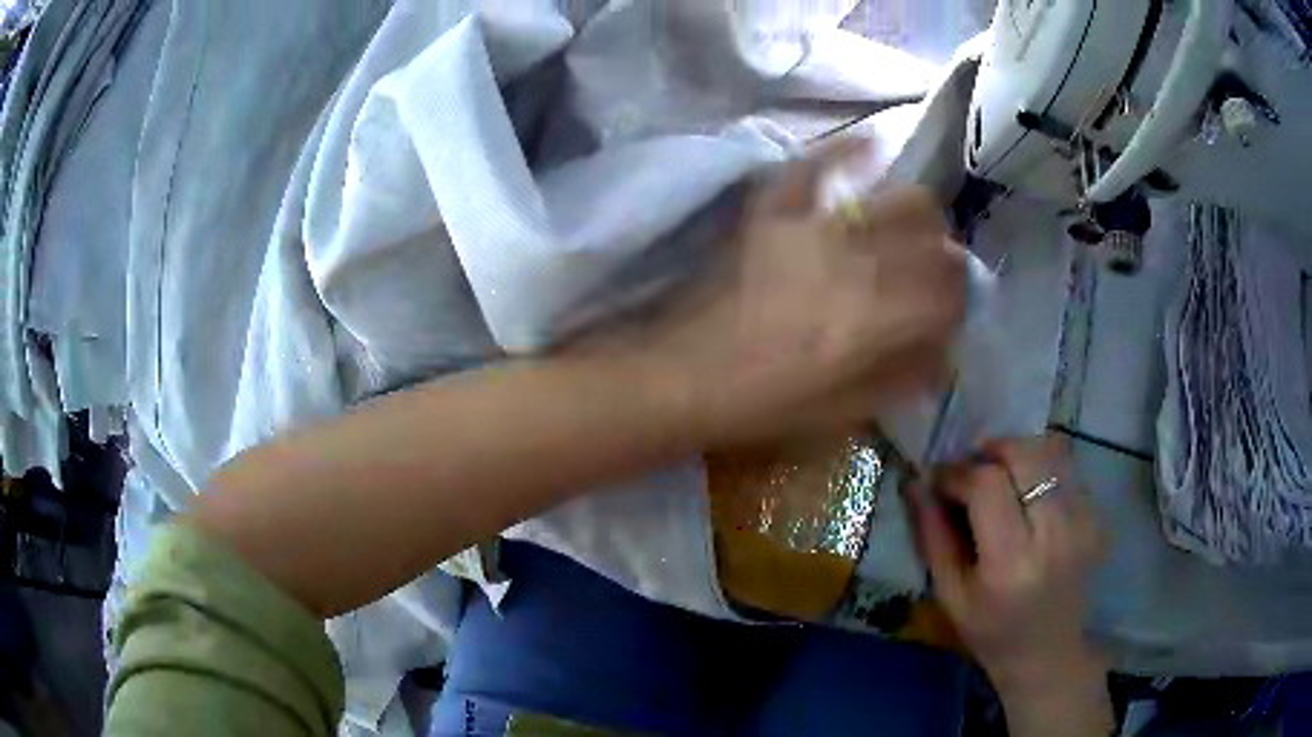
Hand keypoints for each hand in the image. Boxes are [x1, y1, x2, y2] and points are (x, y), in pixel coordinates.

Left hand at [635, 140, 969, 446]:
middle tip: (937, 274)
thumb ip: (903, 376)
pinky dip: (846, 152)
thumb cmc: (765, 404)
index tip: (954, 309)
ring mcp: (815, 229)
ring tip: (912, 230)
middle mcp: (859, 264)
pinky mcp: (775, 212)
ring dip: (919, 215)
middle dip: (947, 258)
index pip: (949, 293)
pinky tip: (871, 145)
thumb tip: (945, 355)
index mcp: (877, 321)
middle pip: (933, 241)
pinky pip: (815, 167)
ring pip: (898, 200)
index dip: (960, 300)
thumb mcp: (844, 410)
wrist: (685, 376)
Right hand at [913, 435, 1112, 734]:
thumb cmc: (990, 631)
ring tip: (999, 476)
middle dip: (990, 450)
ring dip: (1017, 454)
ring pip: (1049, 452)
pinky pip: (1066, 468)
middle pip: (1024, 455)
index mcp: (1011, 563)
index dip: (957, 472)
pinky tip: (1027, 495)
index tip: (939, 479)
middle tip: (971, 469)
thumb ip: (932, 535)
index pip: (987, 485)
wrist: (1047, 653)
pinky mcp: (1097, 516)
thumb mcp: (949, 594)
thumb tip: (917, 481)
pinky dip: (1040, 468)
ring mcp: (1083, 521)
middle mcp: (1055, 534)